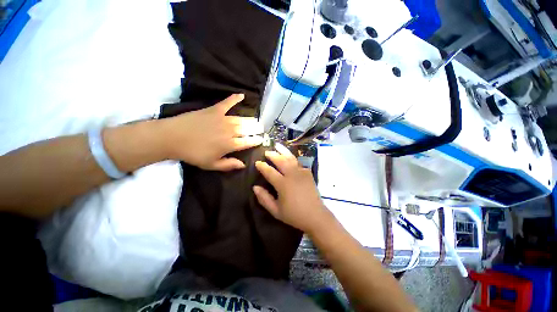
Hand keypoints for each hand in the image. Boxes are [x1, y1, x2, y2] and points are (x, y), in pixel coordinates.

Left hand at [161, 94, 262, 170]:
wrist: (173, 137)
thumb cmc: (193, 153)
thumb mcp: (211, 164)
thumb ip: (229, 165)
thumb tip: (243, 165)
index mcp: (230, 144)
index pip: (249, 142)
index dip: (256, 140)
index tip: (261, 140)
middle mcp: (230, 131)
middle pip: (248, 129)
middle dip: (257, 129)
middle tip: (261, 129)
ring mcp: (223, 119)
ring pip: (242, 119)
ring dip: (251, 120)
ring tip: (256, 121)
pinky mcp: (215, 110)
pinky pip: (227, 102)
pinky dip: (235, 98)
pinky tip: (242, 95)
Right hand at [253, 143, 331, 232]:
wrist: (315, 216)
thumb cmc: (294, 215)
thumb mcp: (276, 211)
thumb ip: (264, 198)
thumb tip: (255, 187)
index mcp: (283, 184)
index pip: (269, 171)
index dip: (262, 166)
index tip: (257, 162)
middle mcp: (292, 175)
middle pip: (280, 161)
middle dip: (272, 155)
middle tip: (266, 151)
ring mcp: (301, 173)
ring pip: (291, 158)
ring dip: (283, 151)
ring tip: (277, 145)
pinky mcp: (308, 173)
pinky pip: (298, 163)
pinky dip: (292, 158)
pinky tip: (290, 157)